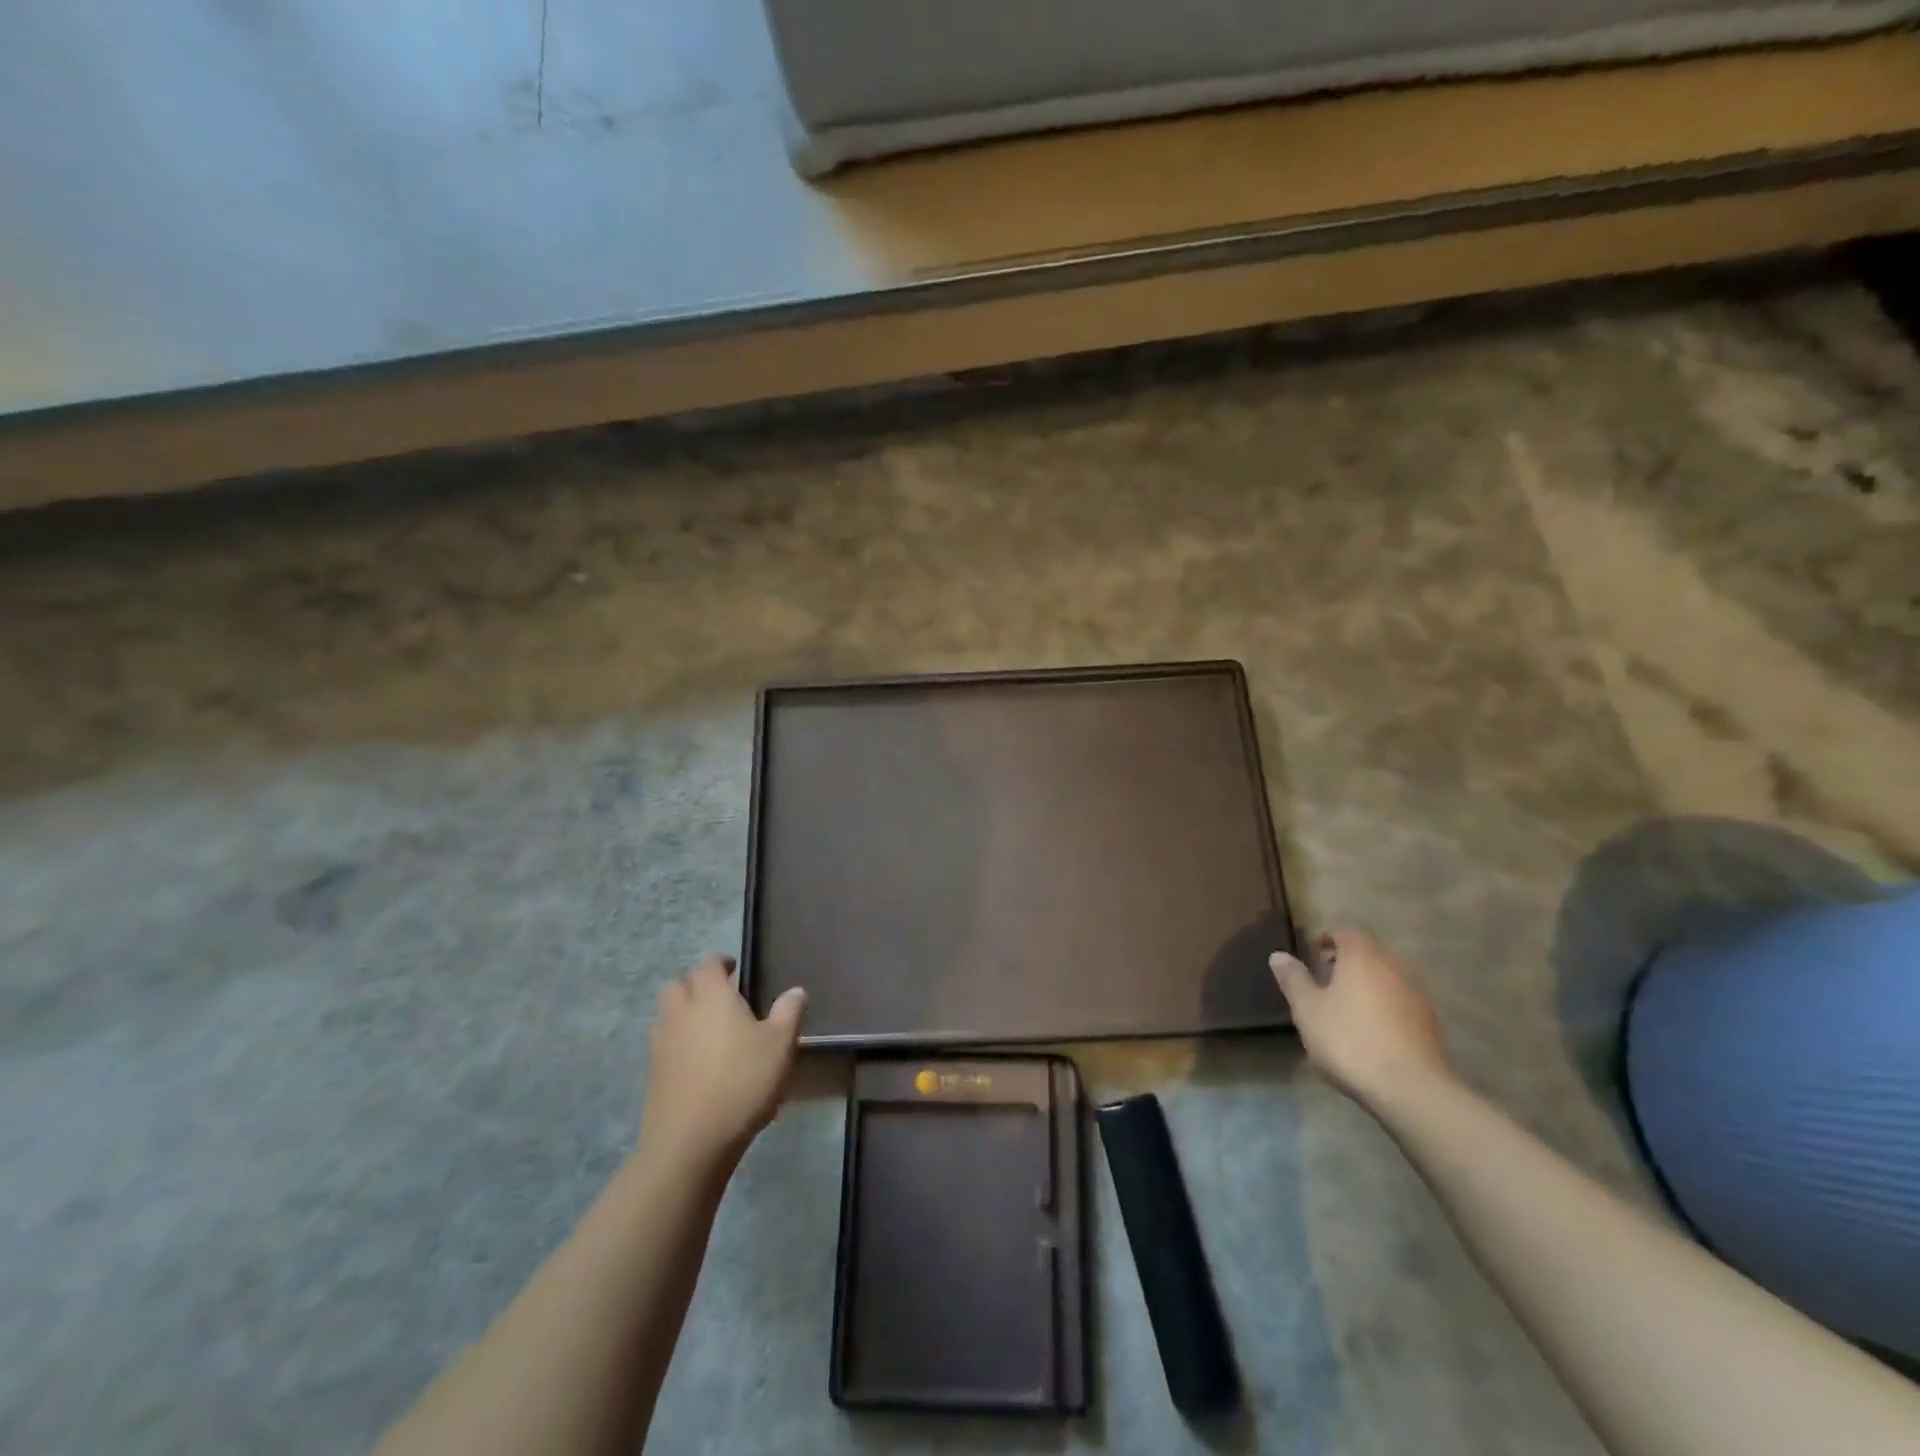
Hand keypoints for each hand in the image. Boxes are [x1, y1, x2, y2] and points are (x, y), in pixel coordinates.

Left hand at [639, 955, 805, 1173]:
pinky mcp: (653, 1075)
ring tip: (710, 1031)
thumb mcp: (780, 1045)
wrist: (690, 1142)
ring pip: (667, 1016)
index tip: (736, 968)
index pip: (708, 964)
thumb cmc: (741, 1082)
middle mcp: (680, 1012)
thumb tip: (795, 991)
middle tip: (720, 998)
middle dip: (696, 985)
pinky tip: (700, 1064)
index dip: (721, 962)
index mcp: (711, 996)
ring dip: (684, 1014)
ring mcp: (661, 1045)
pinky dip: (678, 1045)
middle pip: (678, 985)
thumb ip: (788, 1013)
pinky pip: (665, 1046)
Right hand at [1270, 929, 1450, 1104]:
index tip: (1313, 956)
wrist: (1410, 1088)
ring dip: (1368, 982)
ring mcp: (1416, 993)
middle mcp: (1393, 965)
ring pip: (1388, 975)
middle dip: (1348, 960)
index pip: (1345, 930)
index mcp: (1362, 956)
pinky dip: (1386, 1003)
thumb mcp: (1307, 1010)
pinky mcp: (1430, 1021)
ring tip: (1348, 1006)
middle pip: (1369, 951)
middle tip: (1326, 980)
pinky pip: (1401, 999)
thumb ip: (1294, 979)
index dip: (1327, 938)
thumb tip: (1279, 955)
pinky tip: (1372, 1029)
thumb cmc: (1349, 1040)